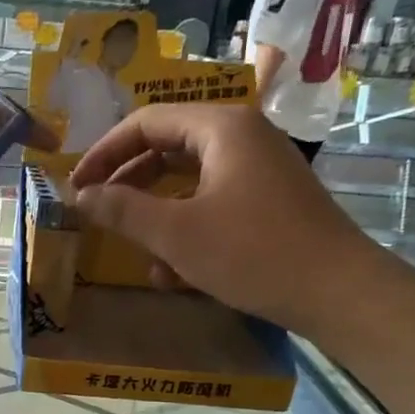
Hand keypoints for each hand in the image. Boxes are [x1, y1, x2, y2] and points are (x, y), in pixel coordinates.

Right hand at [69, 103, 378, 334]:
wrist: (337, 291)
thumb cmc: (251, 252)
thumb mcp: (175, 233)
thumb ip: (122, 210)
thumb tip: (80, 196)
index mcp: (221, 128)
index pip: (147, 122)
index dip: (105, 152)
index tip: (77, 185)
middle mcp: (242, 137)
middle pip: (168, 147)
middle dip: (128, 182)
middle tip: (96, 210)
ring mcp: (259, 169)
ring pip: (188, 180)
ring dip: (155, 212)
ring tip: (131, 246)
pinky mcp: (268, 201)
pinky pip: (213, 202)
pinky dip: (186, 227)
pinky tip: (171, 271)